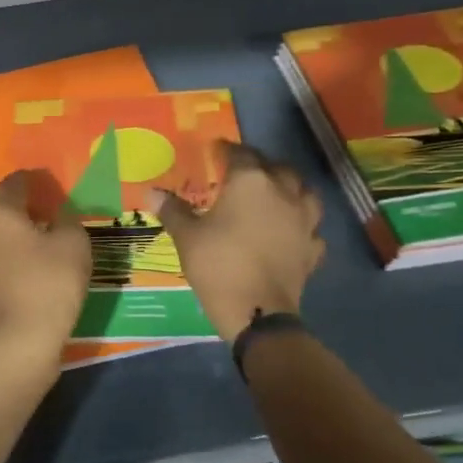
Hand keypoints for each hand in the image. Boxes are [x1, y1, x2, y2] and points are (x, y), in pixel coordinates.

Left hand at [0, 170, 92, 354]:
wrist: (20, 339)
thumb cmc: (50, 282)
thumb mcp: (74, 243)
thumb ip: (67, 220)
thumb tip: (58, 216)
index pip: (13, 183)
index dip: (33, 181)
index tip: (51, 187)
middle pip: (1, 210)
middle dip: (24, 210)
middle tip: (51, 217)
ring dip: (15, 236)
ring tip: (42, 246)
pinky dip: (10, 258)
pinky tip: (30, 270)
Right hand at [157, 142, 324, 342]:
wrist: (257, 311)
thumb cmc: (218, 265)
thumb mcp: (187, 236)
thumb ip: (172, 210)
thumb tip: (150, 192)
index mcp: (250, 182)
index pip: (239, 154)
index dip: (225, 151)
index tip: (214, 152)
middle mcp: (283, 193)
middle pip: (276, 167)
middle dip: (260, 166)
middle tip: (243, 174)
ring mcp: (304, 220)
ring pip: (304, 192)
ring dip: (290, 189)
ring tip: (274, 196)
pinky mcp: (312, 248)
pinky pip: (310, 227)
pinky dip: (301, 225)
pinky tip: (290, 232)